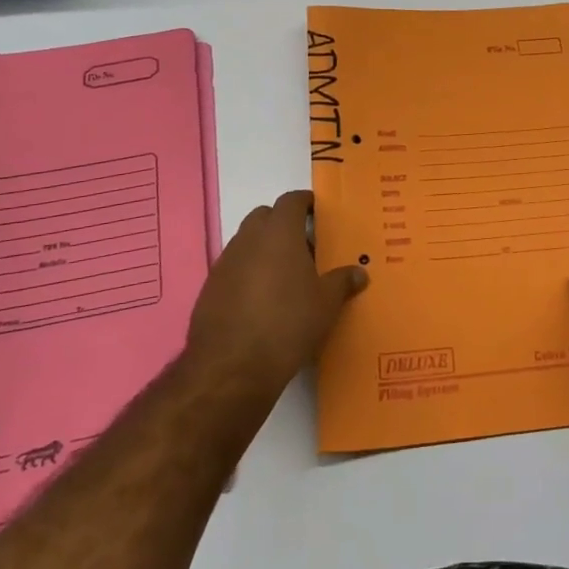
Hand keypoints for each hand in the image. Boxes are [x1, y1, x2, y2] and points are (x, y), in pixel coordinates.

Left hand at [185, 190, 365, 398]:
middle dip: (283, 223)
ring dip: (264, 249)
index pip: (291, 200)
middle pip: (265, 216)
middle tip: (304, 245)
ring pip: (246, 242)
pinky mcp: (209, 289)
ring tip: (285, 276)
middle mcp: (248, 240)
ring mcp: (225, 263)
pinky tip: (261, 301)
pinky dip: (248, 273)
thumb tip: (359, 272)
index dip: (305, 202)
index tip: (318, 211)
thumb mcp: (326, 304)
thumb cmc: (287, 324)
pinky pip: (233, 268)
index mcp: (279, 234)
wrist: (231, 368)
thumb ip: (343, 282)